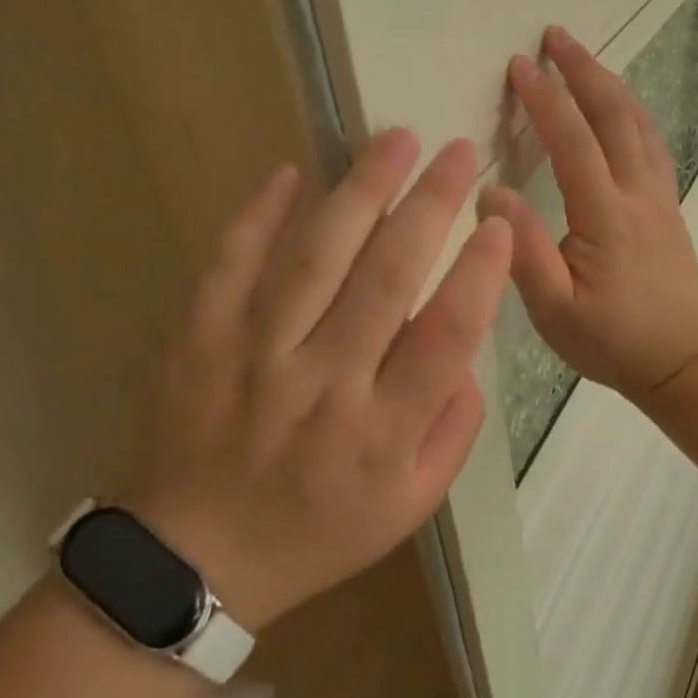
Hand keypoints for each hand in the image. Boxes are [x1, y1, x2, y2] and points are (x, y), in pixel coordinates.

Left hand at [127, 131, 511, 631]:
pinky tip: (292, 171)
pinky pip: (231, 263)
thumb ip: (455, 424)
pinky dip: (260, 213)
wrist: (198, 558)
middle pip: (385, 279)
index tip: (499, 222)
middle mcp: (322, 385)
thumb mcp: (413, 503)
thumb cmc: (322, 529)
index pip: (445, 337)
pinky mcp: (202, 339)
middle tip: (456, 151)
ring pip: (315, 258)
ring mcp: (255, 357)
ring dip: (360, 190)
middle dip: (429, 205)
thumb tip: (465, 342)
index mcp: (382, 432)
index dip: (479, 273)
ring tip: (395, 139)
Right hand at [480, 26, 697, 403]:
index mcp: (606, 215)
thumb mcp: (555, 311)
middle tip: (554, 35)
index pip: (572, 141)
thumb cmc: (612, 339)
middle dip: (583, 70)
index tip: (519, 64)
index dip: (546, 99)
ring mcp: (658, 194)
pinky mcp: (667, 202)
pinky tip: (620, 103)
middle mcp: (637, 192)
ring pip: (637, 122)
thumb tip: (492, 194)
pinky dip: (631, 109)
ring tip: (582, 56)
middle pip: (613, 114)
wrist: (682, 358)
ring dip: (609, 82)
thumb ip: (523, 252)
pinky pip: (651, 140)